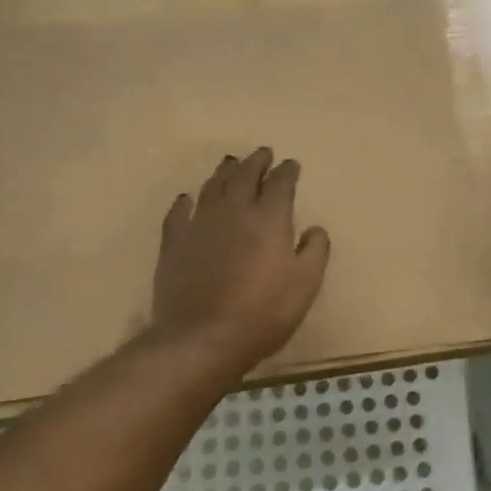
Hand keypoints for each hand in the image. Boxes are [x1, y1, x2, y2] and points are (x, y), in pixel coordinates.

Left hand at [150, 147, 330, 366]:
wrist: (201, 338)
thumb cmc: (262, 313)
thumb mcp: (305, 285)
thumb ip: (315, 251)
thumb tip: (315, 229)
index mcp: (269, 217)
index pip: (280, 183)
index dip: (287, 171)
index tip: (292, 165)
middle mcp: (234, 210)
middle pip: (245, 175)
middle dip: (256, 161)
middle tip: (263, 153)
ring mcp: (200, 223)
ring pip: (212, 186)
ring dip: (224, 172)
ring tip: (231, 164)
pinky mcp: (174, 242)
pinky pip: (179, 213)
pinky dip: (185, 202)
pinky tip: (187, 199)